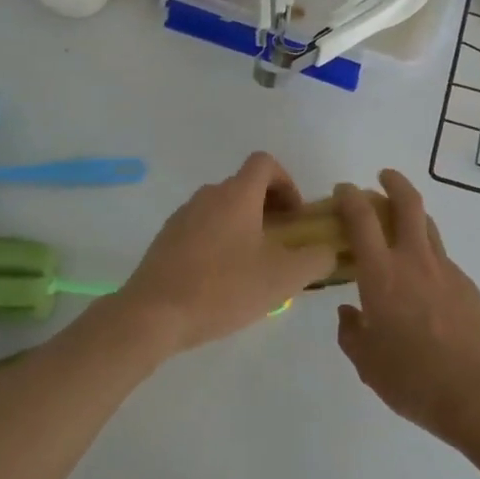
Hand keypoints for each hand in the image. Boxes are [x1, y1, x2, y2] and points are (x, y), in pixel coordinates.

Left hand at [117, 152, 335, 354]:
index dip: (286, 182)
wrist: (152, 315)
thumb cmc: (222, 289)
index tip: (295, 216)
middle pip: (245, 186)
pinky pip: (202, 228)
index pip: (265, 163)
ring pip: (223, 208)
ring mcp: (183, 215)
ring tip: (252, 266)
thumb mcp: (282, 278)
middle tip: (280, 245)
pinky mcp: (166, 238)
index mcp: (237, 194)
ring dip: (244, 226)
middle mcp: (209, 195)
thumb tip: (327, 250)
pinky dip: (219, 241)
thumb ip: (315, 259)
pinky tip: (220, 280)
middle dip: (268, 208)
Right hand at [334, 170, 479, 445]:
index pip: (361, 218)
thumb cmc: (414, 379)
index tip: (342, 190)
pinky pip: (442, 259)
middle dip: (393, 182)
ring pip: (429, 225)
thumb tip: (349, 312)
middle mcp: (414, 260)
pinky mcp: (468, 286)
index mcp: (381, 274)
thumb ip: (352, 333)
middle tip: (383, 177)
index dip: (349, 197)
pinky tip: (424, 284)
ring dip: (413, 214)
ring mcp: (446, 270)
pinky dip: (428, 256)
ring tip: (401, 224)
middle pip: (407, 202)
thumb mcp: (368, 363)